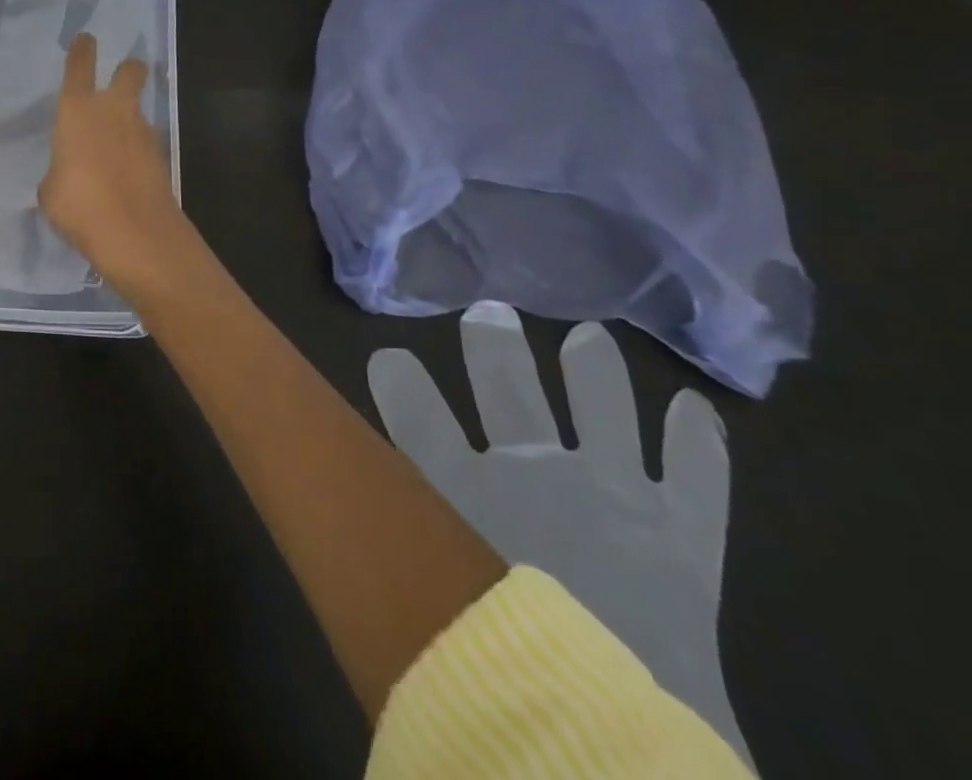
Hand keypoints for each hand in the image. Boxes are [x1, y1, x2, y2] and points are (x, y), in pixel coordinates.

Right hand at [38, 32, 187, 288]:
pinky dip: (138, 151)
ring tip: (117, 143)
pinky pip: (146, 143)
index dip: (82, 49)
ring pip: (140, 109)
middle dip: (129, 70)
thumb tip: (69, 173)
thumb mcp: (51, 190)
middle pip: (130, 72)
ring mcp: (142, 132)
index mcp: (77, 110)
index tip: (85, 39)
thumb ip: (59, 171)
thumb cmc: (78, 204)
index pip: (79, 66)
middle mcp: (113, 110)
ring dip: (131, 118)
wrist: (135, 232)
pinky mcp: (161, 157)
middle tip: (124, 76)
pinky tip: (127, 173)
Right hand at [369, 303, 751, 768]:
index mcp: (464, 487)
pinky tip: (695, 409)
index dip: (400, 381)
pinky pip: (697, 476)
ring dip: (597, 373)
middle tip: (490, 314)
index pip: (416, 413)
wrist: (606, 742)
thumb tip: (351, 502)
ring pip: (604, 411)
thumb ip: (399, 539)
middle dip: (496, 349)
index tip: (389, 357)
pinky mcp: (684, 533)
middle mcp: (534, 471)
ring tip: (590, 338)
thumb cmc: (502, 665)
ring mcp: (615, 494)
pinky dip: (698, 441)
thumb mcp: (429, 595)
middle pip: (508, 389)